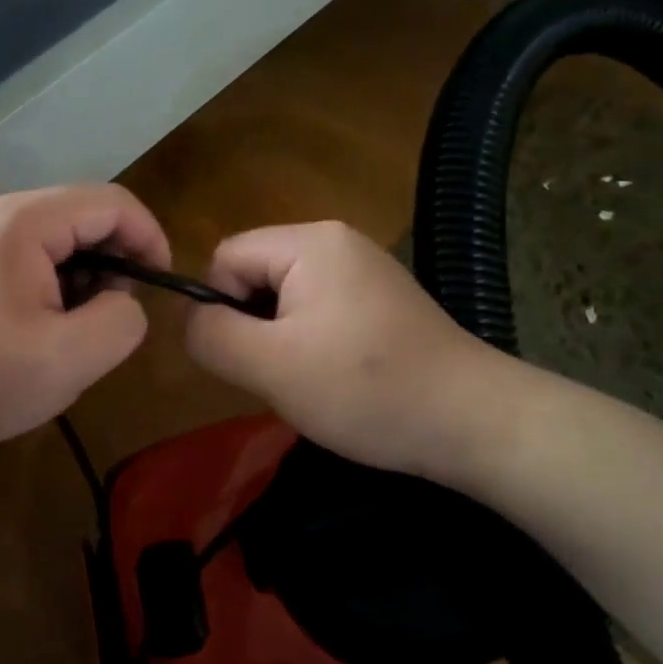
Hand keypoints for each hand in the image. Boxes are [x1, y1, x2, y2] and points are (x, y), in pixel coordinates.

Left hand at [0, 185, 170, 455]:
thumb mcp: (66, 360)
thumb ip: (121, 321)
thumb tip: (126, 301)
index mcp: (27, 221)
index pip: (113, 203)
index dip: (149, 237)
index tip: (161, 284)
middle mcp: (8, 211)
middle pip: (90, 213)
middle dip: (120, 258)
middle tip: (118, 312)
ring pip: (70, 234)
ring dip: (93, 272)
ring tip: (85, 323)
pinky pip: (44, 251)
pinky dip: (66, 279)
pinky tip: (56, 321)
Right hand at [184, 221, 515, 477]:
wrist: (474, 421)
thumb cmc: (366, 388)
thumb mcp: (271, 366)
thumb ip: (212, 335)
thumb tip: (188, 317)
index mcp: (310, 241)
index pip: (227, 257)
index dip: (221, 308)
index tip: (250, 358)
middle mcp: (337, 241)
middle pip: (256, 273)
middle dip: (254, 326)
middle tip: (282, 375)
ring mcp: (365, 269)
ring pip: (286, 297)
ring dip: (282, 340)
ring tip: (312, 381)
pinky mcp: (383, 300)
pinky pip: (321, 310)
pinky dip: (314, 343)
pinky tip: (340, 379)